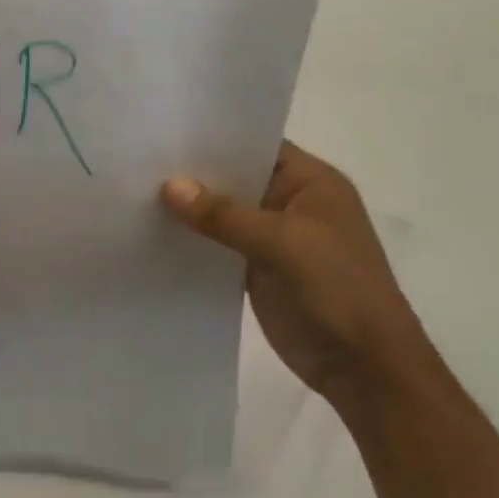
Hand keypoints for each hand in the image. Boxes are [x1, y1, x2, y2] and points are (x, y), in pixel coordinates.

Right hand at [161, 142, 427, 401]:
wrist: (363, 367)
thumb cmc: (336, 288)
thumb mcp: (282, 242)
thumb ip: (224, 215)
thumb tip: (169, 186)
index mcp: (311, 183)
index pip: (257, 145)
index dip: (215, 138)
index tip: (166, 130)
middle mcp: (290, 203)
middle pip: (235, 179)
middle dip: (194, 174)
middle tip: (139, 160)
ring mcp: (274, 238)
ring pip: (224, 214)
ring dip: (190, 210)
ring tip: (135, 192)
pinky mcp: (257, 270)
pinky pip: (219, 246)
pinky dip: (194, 242)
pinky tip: (154, 234)